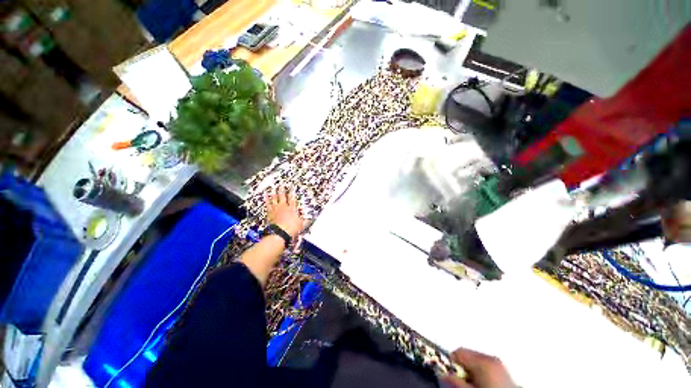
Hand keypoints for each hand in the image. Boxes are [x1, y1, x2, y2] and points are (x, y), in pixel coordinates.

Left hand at [266, 187, 303, 238]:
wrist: (280, 233)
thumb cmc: (291, 229)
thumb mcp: (301, 225)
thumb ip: (305, 220)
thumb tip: (309, 219)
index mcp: (292, 209)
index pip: (293, 198)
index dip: (292, 192)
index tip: (292, 187)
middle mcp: (283, 207)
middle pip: (282, 196)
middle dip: (282, 189)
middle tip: (281, 184)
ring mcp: (276, 209)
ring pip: (275, 198)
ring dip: (274, 193)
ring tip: (273, 188)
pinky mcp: (270, 213)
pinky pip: (268, 204)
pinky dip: (266, 199)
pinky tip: (265, 196)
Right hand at [441, 348, 515, 387]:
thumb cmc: (493, 387)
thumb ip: (455, 380)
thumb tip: (443, 374)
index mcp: (485, 359)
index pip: (458, 351)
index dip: (447, 363)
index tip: (442, 372)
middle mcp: (494, 358)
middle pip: (468, 357)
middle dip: (459, 369)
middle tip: (456, 382)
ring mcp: (500, 364)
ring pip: (477, 363)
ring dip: (470, 373)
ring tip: (469, 385)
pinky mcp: (504, 370)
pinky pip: (486, 368)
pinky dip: (480, 374)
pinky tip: (480, 384)